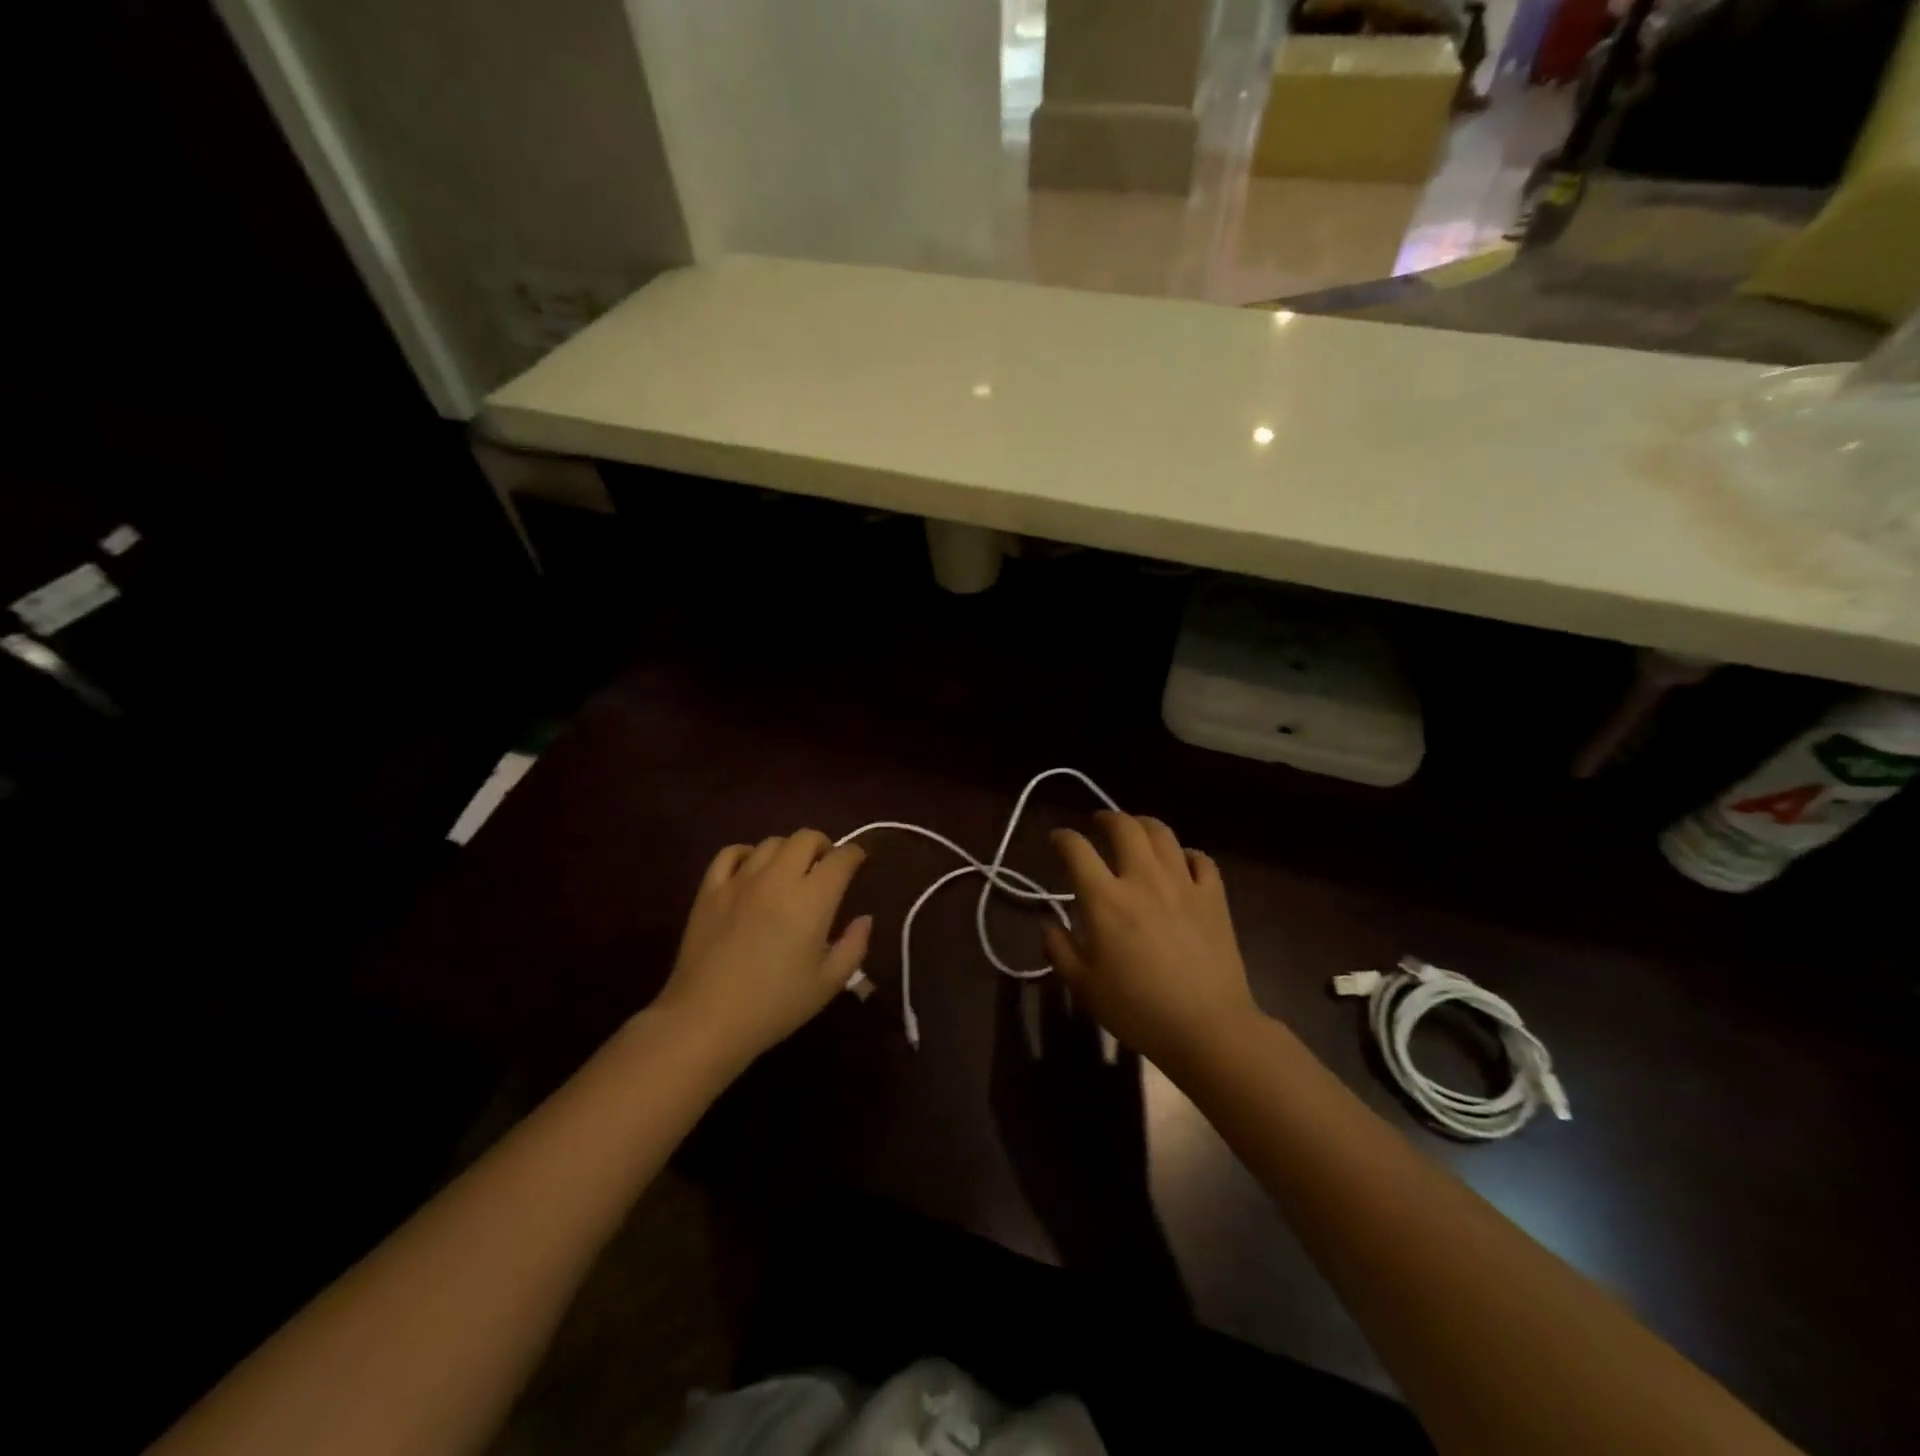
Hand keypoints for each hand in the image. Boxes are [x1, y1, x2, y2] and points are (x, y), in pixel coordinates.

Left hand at [655, 830, 871, 1067]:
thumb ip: (854, 946)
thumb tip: (864, 919)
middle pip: (806, 838)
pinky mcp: (710, 890)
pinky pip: (730, 853)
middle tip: (826, 866)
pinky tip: (752, 870)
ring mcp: (740, 880)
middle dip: (823, 845)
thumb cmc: (774, 1006)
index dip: (855, 855)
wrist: (706, 1020)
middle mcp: (778, 878)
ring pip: (771, 843)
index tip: (859, 862)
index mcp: (812, 899)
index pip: (841, 859)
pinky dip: (747, 854)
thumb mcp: (828, 984)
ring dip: (788, 851)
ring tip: (790, 870)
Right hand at [1043, 812, 1261, 1071]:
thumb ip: (1060, 950)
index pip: (1077, 850)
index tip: (1057, 839)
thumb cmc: (1138, 1009)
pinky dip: (1186, 853)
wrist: (1207, 1027)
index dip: (1063, 838)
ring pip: (1162, 834)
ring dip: (1144, 824)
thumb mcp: (1084, 986)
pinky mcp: (1213, 897)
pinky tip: (1180, 862)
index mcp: (1105, 899)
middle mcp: (1143, 879)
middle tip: (1099, 822)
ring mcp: (1183, 884)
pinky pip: (1201, 859)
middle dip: (1107, 817)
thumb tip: (1049, 926)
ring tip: (1136, 830)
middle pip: (1124, 827)